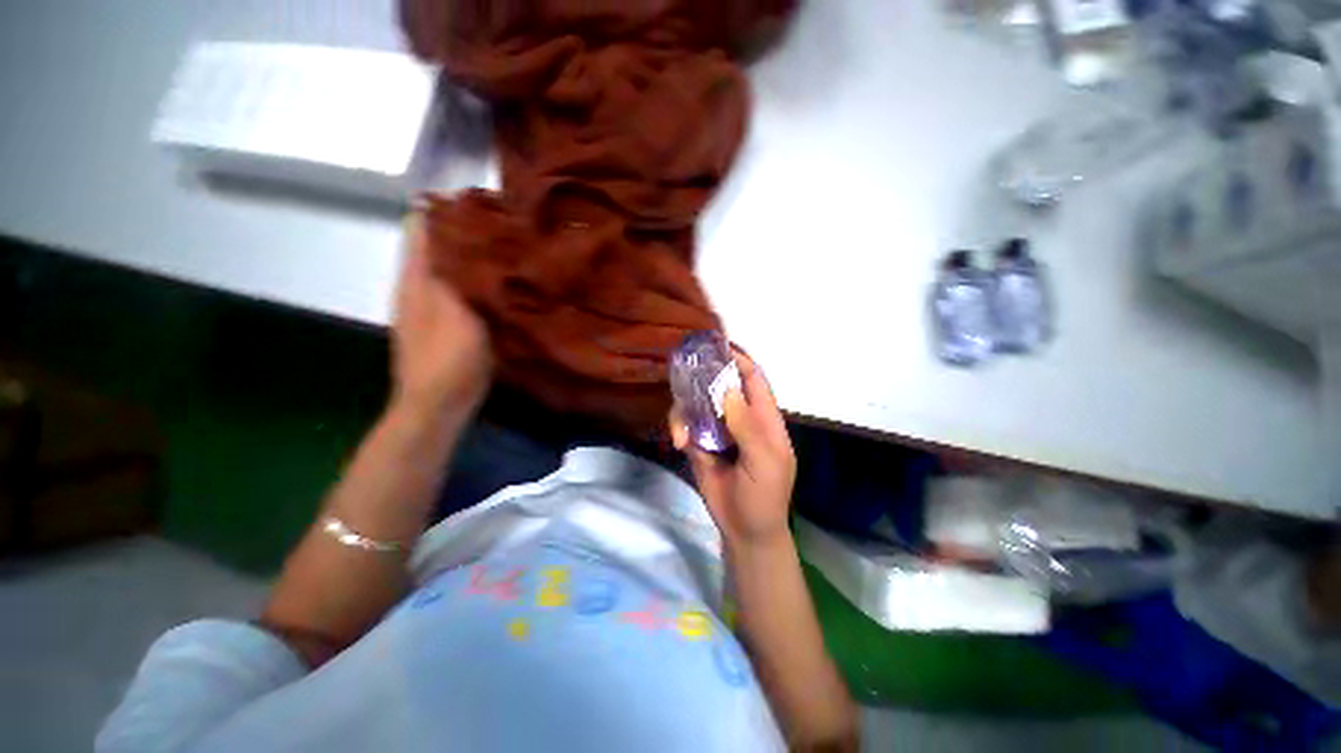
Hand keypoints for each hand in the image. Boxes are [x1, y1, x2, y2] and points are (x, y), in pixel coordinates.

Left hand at [392, 213, 492, 420]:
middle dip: (464, 232)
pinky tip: (499, 284)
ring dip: (471, 257)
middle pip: (437, 246)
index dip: (446, 210)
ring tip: (506, 249)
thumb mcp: (457, 312)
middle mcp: (417, 286)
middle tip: (503, 225)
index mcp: (416, 279)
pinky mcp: (444, 324)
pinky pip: (459, 290)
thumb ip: (459, 274)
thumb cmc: (448, 360)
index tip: (481, 202)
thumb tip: (465, 235)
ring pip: (449, 268)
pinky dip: (475, 281)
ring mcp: (429, 307)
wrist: (437, 405)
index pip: (422, 227)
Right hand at [670, 350, 795, 550]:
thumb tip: (728, 388)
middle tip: (684, 372)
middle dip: (703, 378)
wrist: (744, 530)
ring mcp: (717, 429)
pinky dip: (679, 428)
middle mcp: (738, 417)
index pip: (753, 380)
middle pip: (720, 386)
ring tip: (684, 432)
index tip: (718, 346)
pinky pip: (685, 424)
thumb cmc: (765, 495)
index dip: (739, 360)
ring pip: (697, 403)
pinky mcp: (699, 443)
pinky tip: (681, 443)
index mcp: (763, 418)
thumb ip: (748, 426)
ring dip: (686, 409)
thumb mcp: (764, 462)